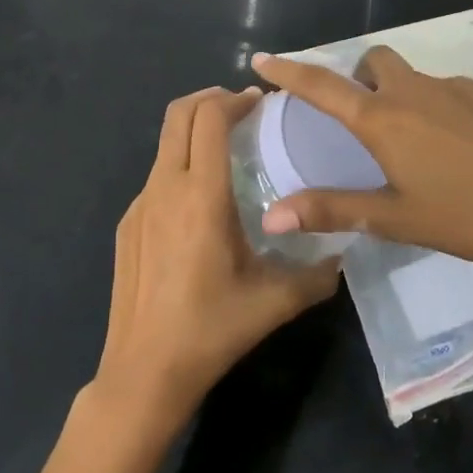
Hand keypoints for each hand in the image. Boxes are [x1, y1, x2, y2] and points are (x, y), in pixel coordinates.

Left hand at [95, 86, 340, 426]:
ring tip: (228, 152)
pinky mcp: (128, 225)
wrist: (142, 373)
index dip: (234, 100)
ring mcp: (139, 205)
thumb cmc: (211, 329)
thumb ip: (317, 275)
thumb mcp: (274, 302)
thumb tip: (344, 256)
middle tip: (242, 110)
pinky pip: (156, 177)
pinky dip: (180, 166)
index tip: (260, 103)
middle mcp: (165, 187)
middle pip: (178, 113)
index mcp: (201, 195)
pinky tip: (201, 204)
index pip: (209, 117)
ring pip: (165, 144)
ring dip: (194, 132)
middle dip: (210, 99)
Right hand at [251, 48, 472, 277]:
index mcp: (385, 120)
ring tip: (426, 148)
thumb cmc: (468, 218)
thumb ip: (332, 210)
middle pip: (376, 63)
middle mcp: (417, 91)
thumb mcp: (395, 219)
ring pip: (418, 78)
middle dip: (362, 80)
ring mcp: (460, 87)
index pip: (323, 86)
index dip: (290, 71)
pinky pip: (456, 90)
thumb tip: (272, 214)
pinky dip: (446, 108)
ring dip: (407, 98)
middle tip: (368, 121)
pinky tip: (469, 148)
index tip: (263, 59)